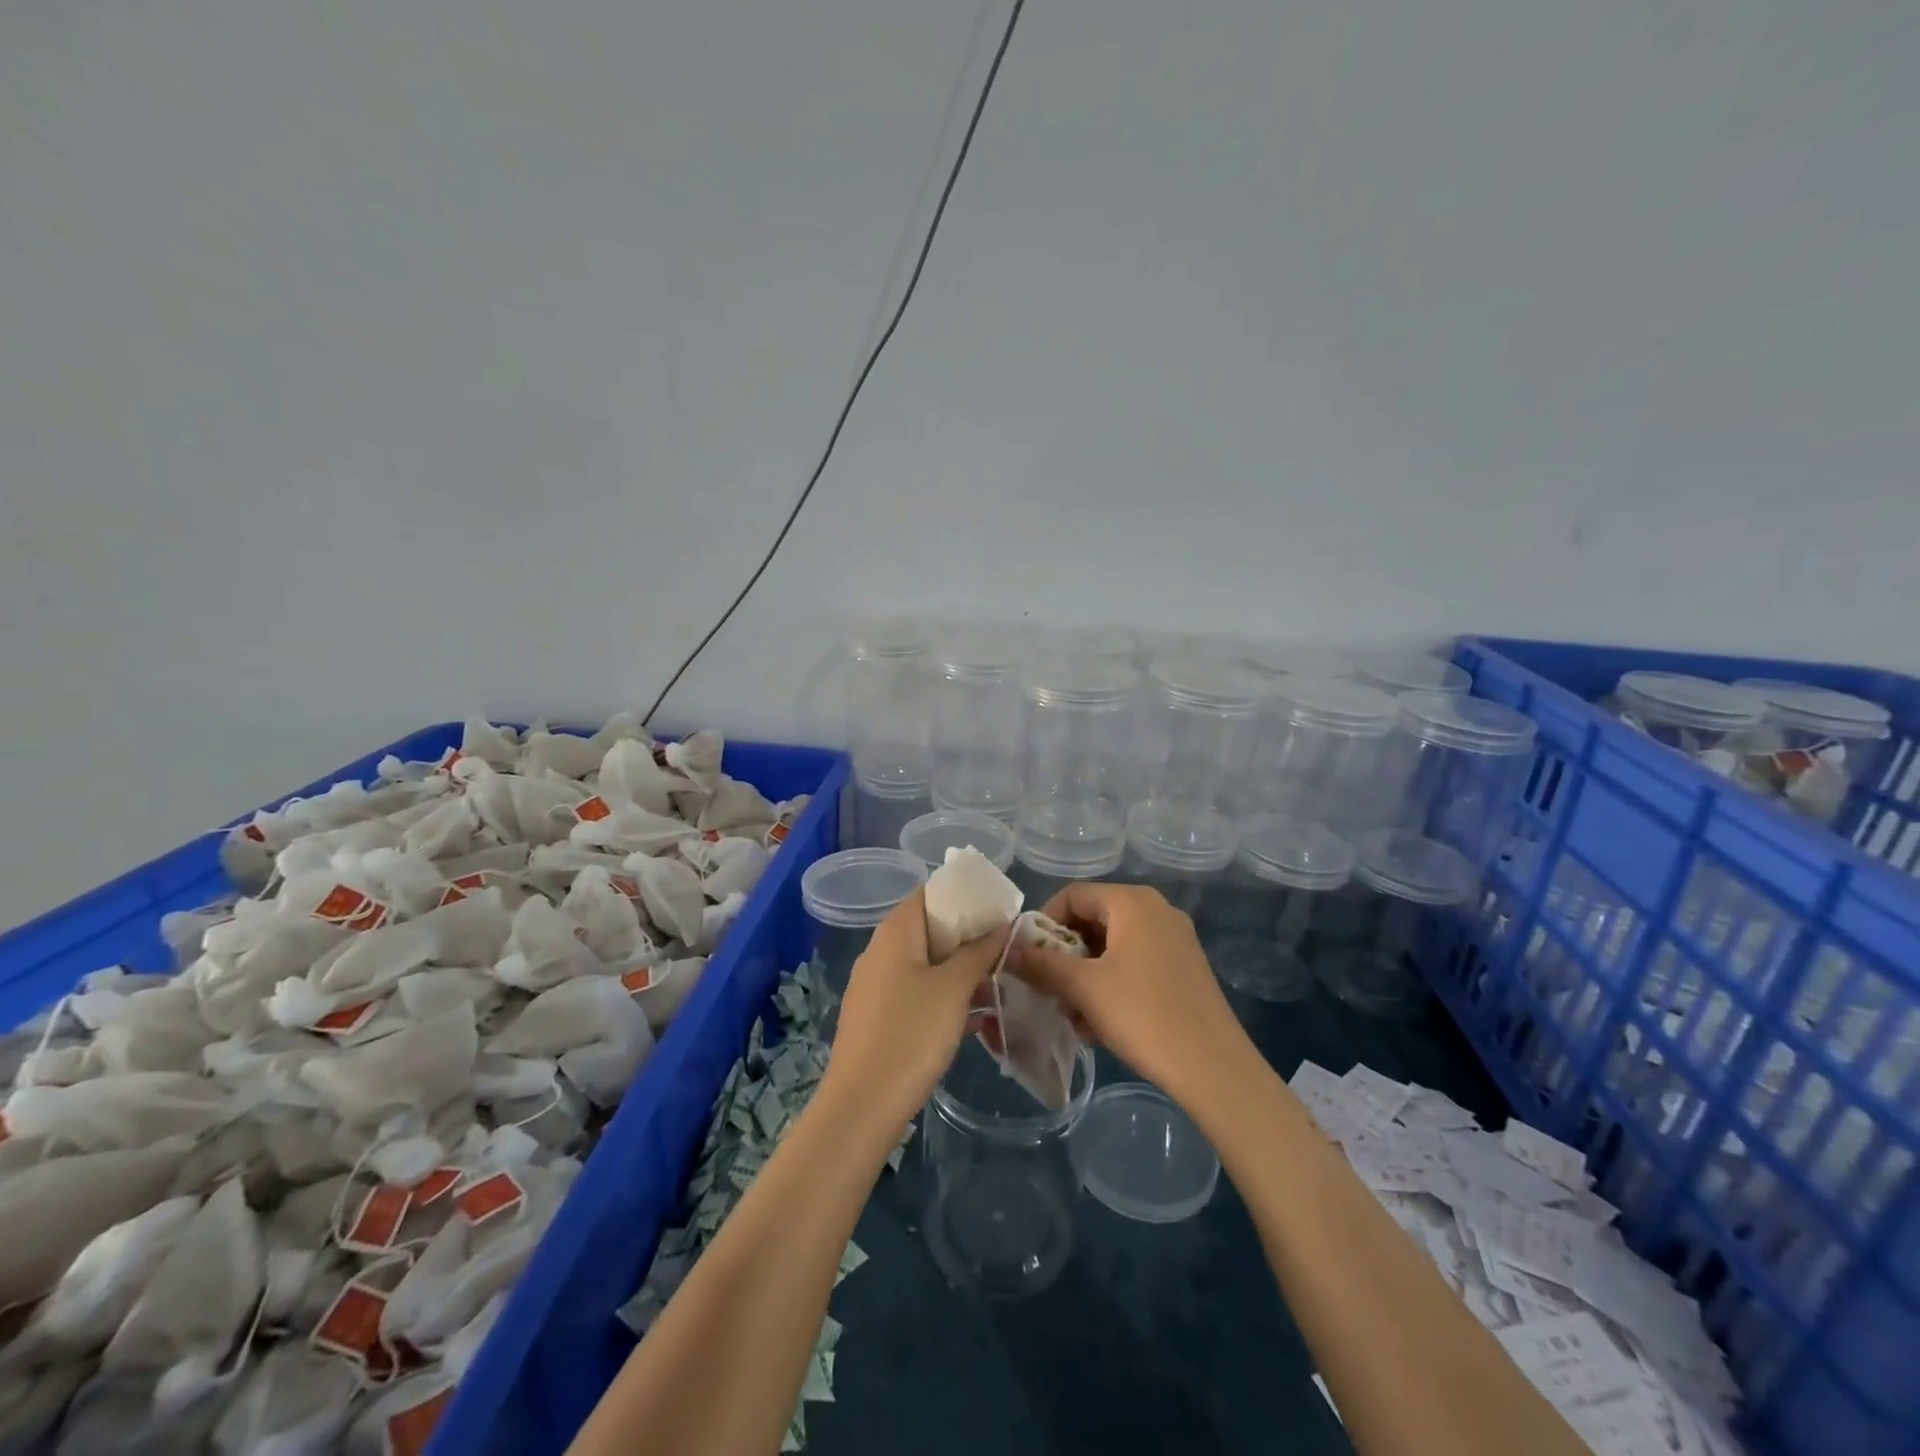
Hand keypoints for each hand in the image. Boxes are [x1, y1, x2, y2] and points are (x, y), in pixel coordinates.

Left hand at [826, 887, 1011, 1126]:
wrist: (862, 1106)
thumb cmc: (911, 1034)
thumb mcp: (954, 989)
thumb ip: (979, 952)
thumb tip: (1001, 925)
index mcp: (895, 933)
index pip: (930, 894)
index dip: (965, 895)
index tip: (999, 907)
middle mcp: (881, 952)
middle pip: (930, 929)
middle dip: (968, 937)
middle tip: (1006, 947)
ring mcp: (876, 987)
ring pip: (926, 965)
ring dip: (960, 971)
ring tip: (999, 982)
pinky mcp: (878, 1019)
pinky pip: (917, 994)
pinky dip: (945, 998)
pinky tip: (976, 1019)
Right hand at [1008, 881, 1250, 1108]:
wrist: (1214, 1068)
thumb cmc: (1143, 1015)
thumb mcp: (1083, 988)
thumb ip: (1040, 963)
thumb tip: (1006, 950)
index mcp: (1133, 902)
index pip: (1073, 895)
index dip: (1043, 922)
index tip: (1028, 958)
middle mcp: (1157, 910)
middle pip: (1094, 919)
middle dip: (1065, 954)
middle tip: (1048, 988)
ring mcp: (1175, 940)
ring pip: (1113, 946)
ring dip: (1085, 975)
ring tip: (1072, 1014)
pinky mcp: (1184, 969)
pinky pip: (1135, 964)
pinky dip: (1111, 984)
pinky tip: (1100, 1024)